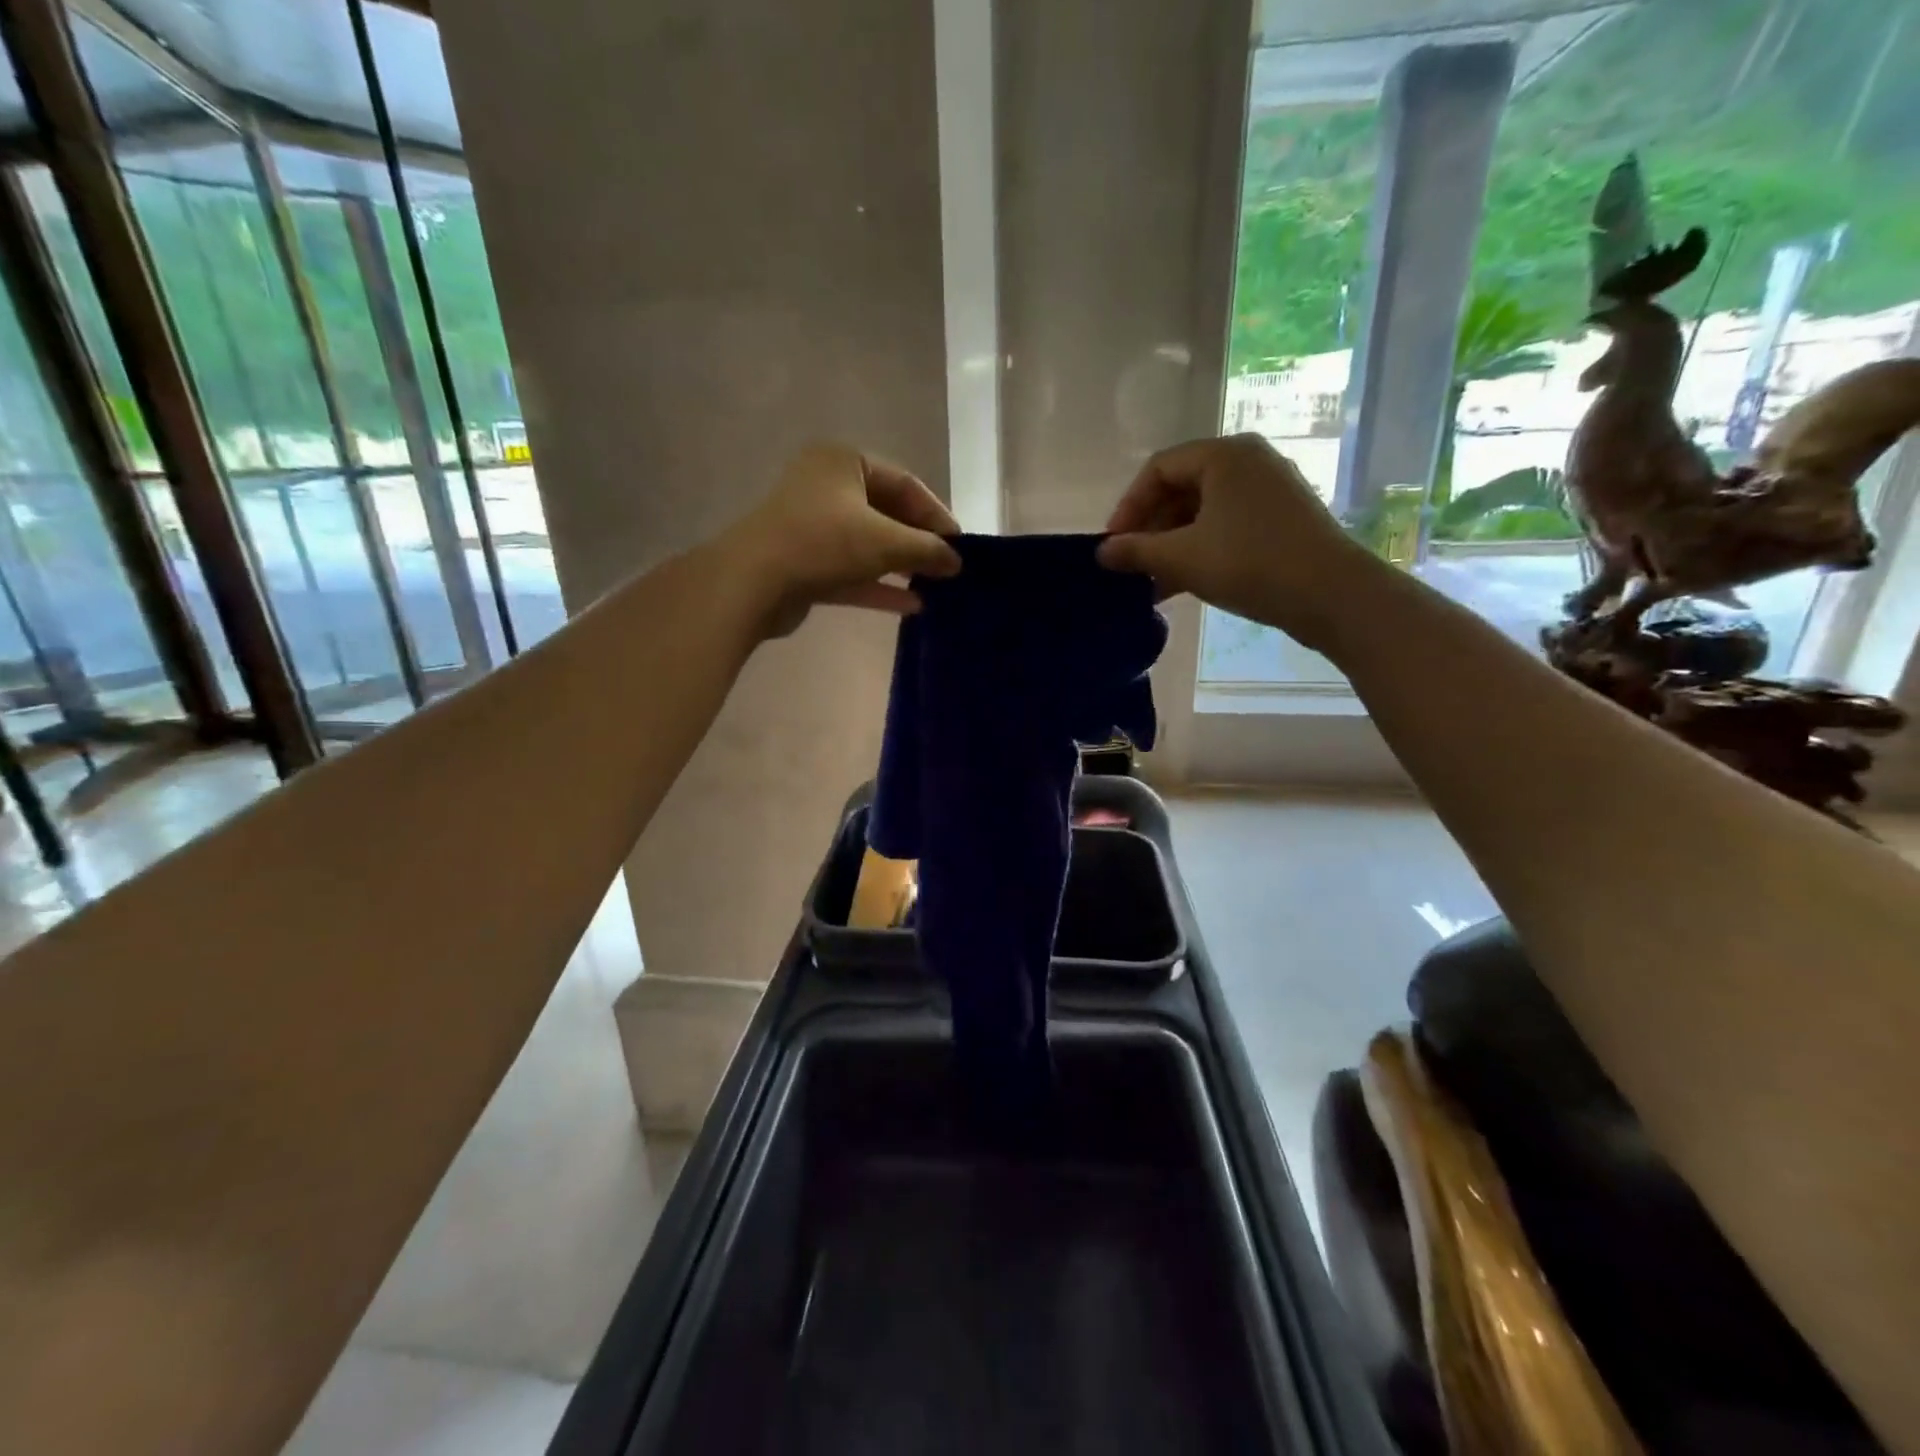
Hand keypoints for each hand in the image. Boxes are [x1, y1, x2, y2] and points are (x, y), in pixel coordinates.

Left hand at [723, 443, 962, 638]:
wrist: (752, 582)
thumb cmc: (823, 543)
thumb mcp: (886, 542)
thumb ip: (927, 549)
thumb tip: (957, 561)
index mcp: (844, 462)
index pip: (904, 483)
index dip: (936, 514)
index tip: (961, 545)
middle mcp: (825, 487)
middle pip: (885, 513)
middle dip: (918, 542)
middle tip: (948, 567)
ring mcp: (811, 526)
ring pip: (867, 544)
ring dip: (901, 566)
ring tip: (935, 587)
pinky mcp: (803, 562)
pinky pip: (850, 570)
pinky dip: (878, 585)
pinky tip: (911, 605)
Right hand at [1097, 434, 1379, 651]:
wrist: (1333, 595)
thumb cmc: (1250, 564)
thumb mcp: (1183, 558)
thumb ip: (1136, 551)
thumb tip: (1102, 552)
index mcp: (1224, 455)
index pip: (1158, 469)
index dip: (1128, 506)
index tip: (1112, 545)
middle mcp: (1248, 462)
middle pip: (1181, 489)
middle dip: (1150, 530)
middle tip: (1130, 565)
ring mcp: (1269, 490)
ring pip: (1203, 512)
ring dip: (1172, 546)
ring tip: (1150, 583)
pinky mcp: (1282, 519)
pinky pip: (1227, 526)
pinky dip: (1200, 550)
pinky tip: (1182, 585)